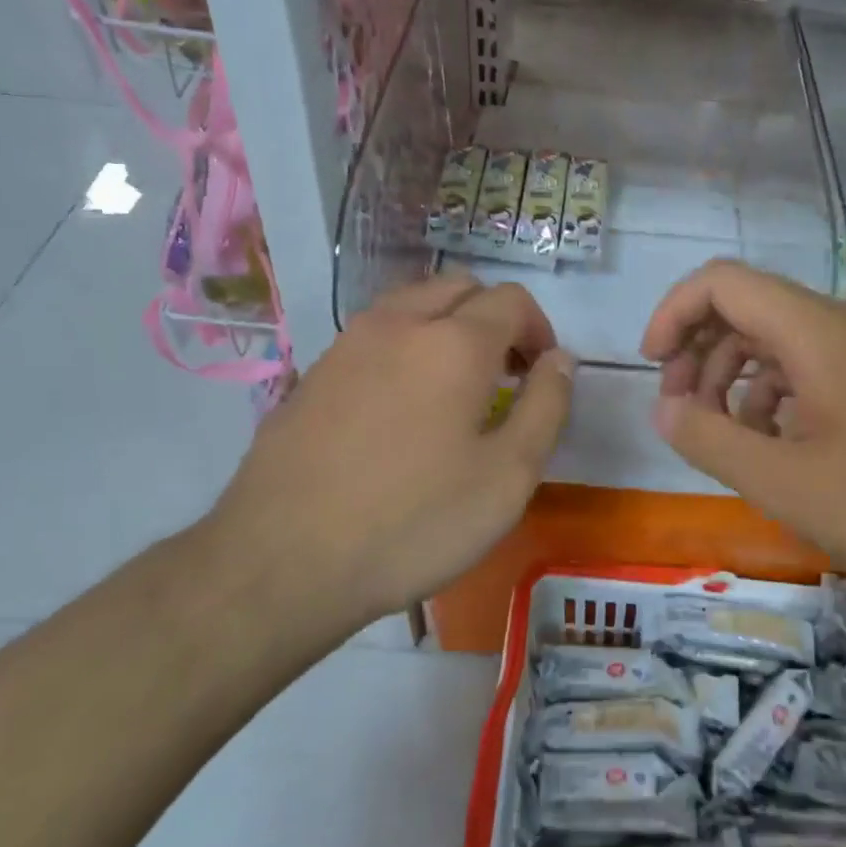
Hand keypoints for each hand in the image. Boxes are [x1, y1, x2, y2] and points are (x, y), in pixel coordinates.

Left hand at [207, 275, 573, 623]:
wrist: (284, 560)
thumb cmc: (414, 522)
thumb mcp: (508, 476)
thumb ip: (546, 407)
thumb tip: (561, 359)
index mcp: (454, 342)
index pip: (512, 300)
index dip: (539, 329)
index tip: (541, 375)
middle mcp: (399, 323)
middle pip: (460, 286)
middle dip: (494, 317)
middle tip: (505, 375)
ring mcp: (348, 343)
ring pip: (412, 302)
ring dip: (447, 325)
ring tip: (455, 386)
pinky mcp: (314, 371)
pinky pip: (374, 333)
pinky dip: (406, 345)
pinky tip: (401, 407)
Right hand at [641, 260, 845, 597]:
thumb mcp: (777, 479)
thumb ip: (706, 438)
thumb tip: (663, 409)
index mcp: (813, 330)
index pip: (722, 283)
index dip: (674, 313)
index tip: (652, 366)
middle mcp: (833, 324)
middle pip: (742, 305)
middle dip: (695, 347)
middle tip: (677, 406)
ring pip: (767, 336)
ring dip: (725, 373)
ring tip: (714, 430)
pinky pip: (795, 365)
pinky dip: (761, 392)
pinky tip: (759, 440)